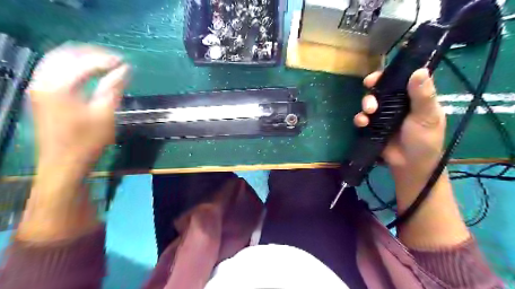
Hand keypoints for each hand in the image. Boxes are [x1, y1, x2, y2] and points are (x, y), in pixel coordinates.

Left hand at [16, 45, 129, 242]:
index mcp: (59, 86)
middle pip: (66, 54)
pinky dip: (72, 66)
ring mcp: (39, 87)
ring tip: (104, 64)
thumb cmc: (88, 141)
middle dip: (92, 53)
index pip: (85, 62)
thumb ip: (114, 88)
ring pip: (58, 60)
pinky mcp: (41, 95)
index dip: (107, 60)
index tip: (126, 63)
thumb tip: (125, 69)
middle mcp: (43, 81)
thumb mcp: (105, 114)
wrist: (64, 163)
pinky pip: (54, 70)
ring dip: (82, 58)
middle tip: (115, 60)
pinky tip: (87, 73)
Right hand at [355, 69, 446, 176]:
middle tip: (369, 86)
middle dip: (373, 87)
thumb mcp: (427, 116)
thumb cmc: (424, 140)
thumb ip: (423, 95)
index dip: (391, 72)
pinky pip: (363, 118)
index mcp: (414, 97)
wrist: (409, 165)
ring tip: (369, 112)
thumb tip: (420, 70)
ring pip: (370, 101)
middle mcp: (397, 103)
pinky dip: (360, 119)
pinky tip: (362, 123)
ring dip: (366, 102)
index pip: (403, 78)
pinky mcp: (373, 126)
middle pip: (382, 88)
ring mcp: (383, 115)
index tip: (382, 72)